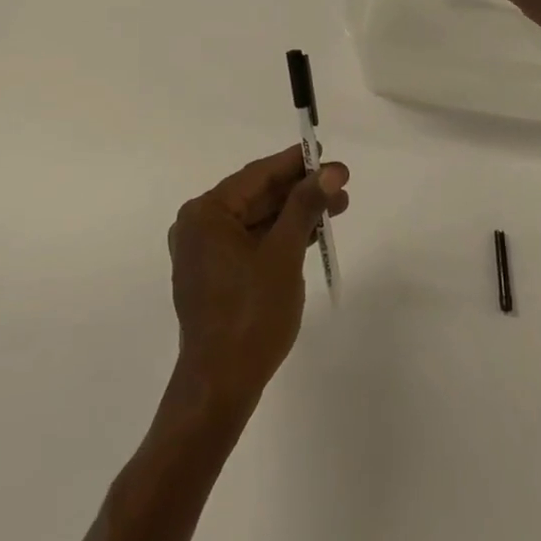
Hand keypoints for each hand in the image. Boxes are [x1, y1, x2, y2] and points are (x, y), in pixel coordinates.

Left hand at [167, 147, 349, 416]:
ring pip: (257, 221)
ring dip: (295, 214)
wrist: (221, 386)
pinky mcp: (216, 275)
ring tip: (338, 206)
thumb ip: (305, 206)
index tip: (328, 154)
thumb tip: (331, 171)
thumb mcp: (283, 254)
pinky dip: (280, 237)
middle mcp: (199, 226)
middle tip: (342, 183)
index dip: (296, 164)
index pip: (257, 175)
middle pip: (257, 196)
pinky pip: (252, 243)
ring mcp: (205, 252)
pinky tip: (312, 232)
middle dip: (301, 190)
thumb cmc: (250, 314)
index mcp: (206, 213)